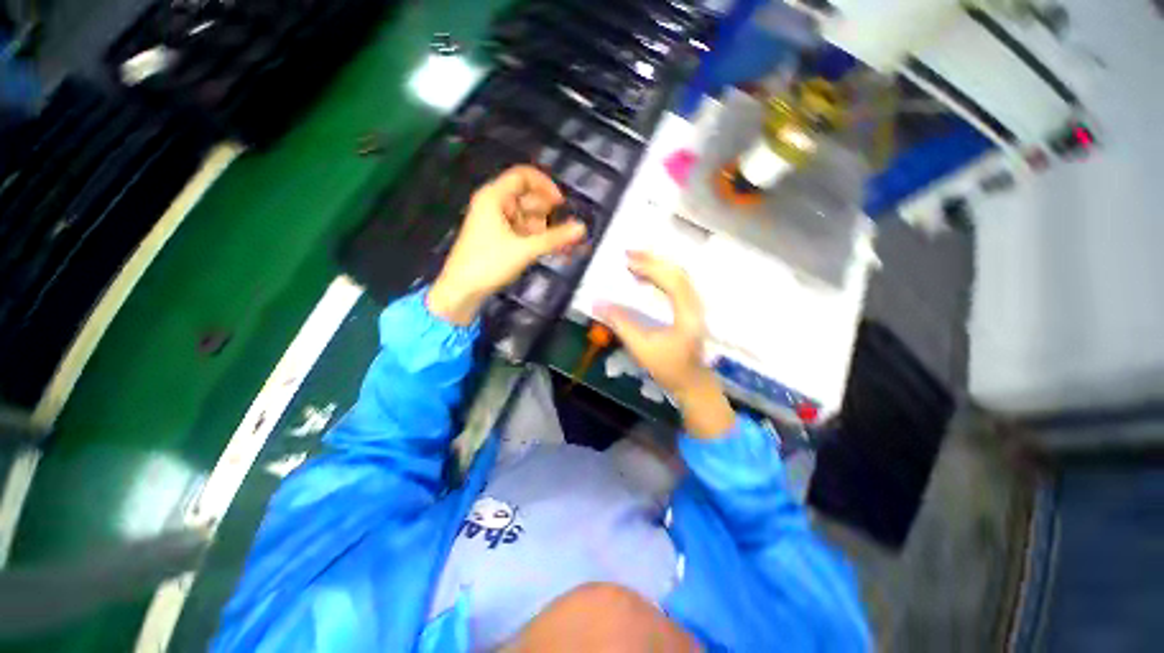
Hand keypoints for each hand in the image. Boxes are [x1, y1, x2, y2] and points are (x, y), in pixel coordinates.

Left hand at [428, 166, 586, 324]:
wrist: (462, 290)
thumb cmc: (488, 263)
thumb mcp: (524, 250)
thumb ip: (554, 238)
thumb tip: (581, 228)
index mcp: (494, 197)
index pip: (523, 176)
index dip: (545, 186)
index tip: (561, 204)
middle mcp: (495, 204)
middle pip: (527, 198)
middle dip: (548, 214)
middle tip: (564, 231)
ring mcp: (496, 222)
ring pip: (527, 217)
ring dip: (546, 229)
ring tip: (563, 246)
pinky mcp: (498, 238)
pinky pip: (523, 231)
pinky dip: (537, 238)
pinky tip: (552, 250)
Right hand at [596, 252, 734, 438]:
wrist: (692, 382)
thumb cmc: (669, 368)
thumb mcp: (641, 348)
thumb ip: (620, 324)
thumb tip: (597, 304)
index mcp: (687, 314)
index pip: (672, 280)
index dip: (649, 267)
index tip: (627, 261)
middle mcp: (696, 305)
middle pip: (678, 272)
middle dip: (652, 260)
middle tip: (628, 254)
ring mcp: (696, 306)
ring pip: (679, 276)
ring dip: (657, 266)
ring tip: (634, 263)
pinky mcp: (692, 309)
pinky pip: (678, 284)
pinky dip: (661, 277)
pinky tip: (645, 279)